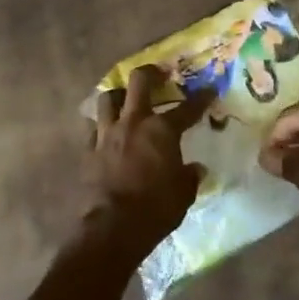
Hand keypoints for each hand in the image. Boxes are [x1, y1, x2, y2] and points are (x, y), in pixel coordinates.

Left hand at [84, 65, 210, 258]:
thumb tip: (196, 168)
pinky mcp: (89, 149)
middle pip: (138, 82)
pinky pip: (94, 128)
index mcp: (162, 130)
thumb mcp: (184, 193)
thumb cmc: (156, 208)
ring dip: (118, 96)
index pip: (187, 108)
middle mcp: (133, 122)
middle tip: (158, 75)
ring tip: (125, 100)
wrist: (113, 226)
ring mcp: (107, 133)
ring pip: (107, 98)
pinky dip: (102, 126)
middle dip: (150, 73)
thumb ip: (189, 176)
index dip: (201, 98)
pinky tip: (107, 133)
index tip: (209, 91)